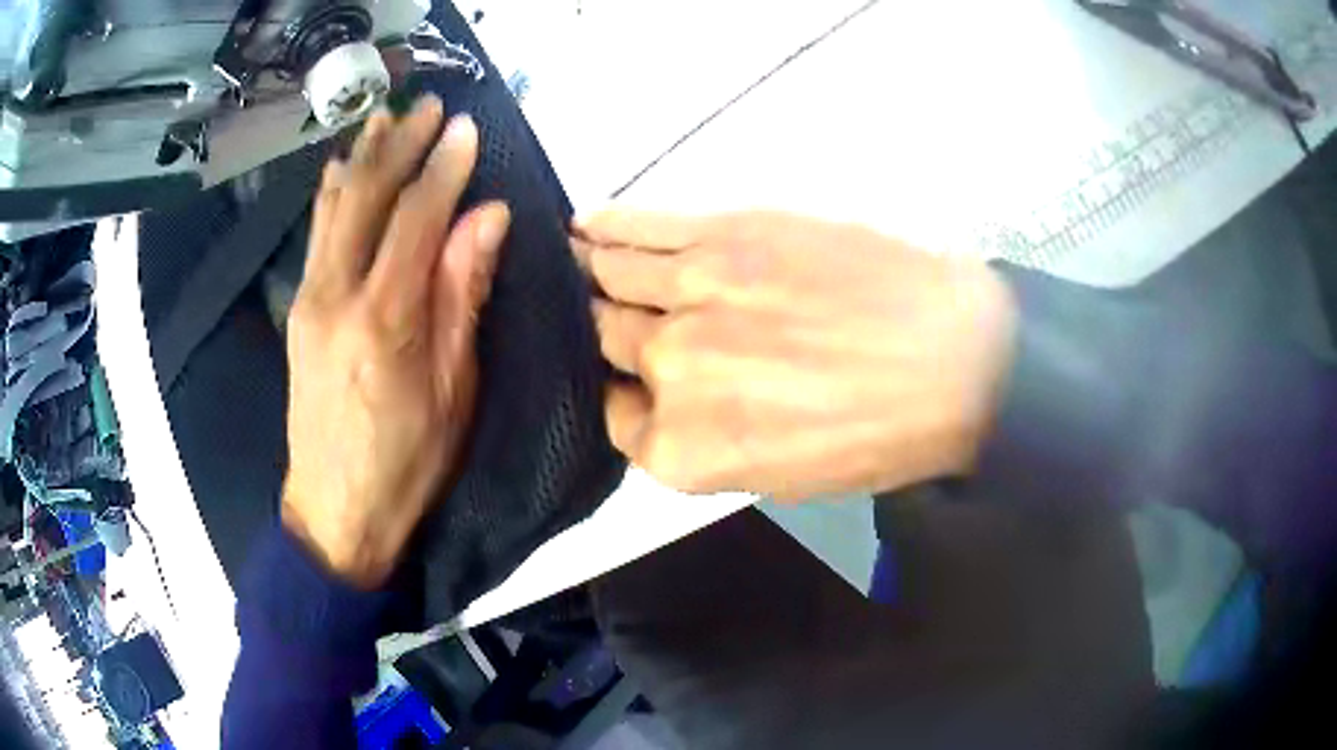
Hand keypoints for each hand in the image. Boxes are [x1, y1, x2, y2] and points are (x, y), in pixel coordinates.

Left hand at [282, 96, 510, 587]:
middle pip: (369, 197)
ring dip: (363, 157)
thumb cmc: (407, 463)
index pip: (417, 217)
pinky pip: (317, 236)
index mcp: (386, 317)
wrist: (334, 512)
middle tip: (427, 104)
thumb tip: (488, 219)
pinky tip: (342, 171)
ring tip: (384, 117)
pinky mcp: (298, 312)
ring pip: (335, 209)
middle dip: (400, 144)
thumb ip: (463, 295)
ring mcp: (310, 299)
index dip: (444, 167)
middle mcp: (338, 294)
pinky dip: (333, 195)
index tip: (466, 127)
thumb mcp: (453, 388)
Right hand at [573, 211, 1016, 500]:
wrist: (955, 361)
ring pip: (608, 277)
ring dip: (587, 273)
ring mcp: (692, 294)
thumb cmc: (881, 435)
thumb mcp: (782, 476)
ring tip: (572, 262)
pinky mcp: (725, 235)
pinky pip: (641, 228)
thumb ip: (706, 442)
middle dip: (602, 331)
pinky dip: (606, 227)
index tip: (632, 382)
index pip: (615, 418)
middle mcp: (669, 369)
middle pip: (603, 339)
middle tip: (602, 315)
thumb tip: (669, 400)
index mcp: (684, 448)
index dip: (624, 398)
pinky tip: (585, 227)